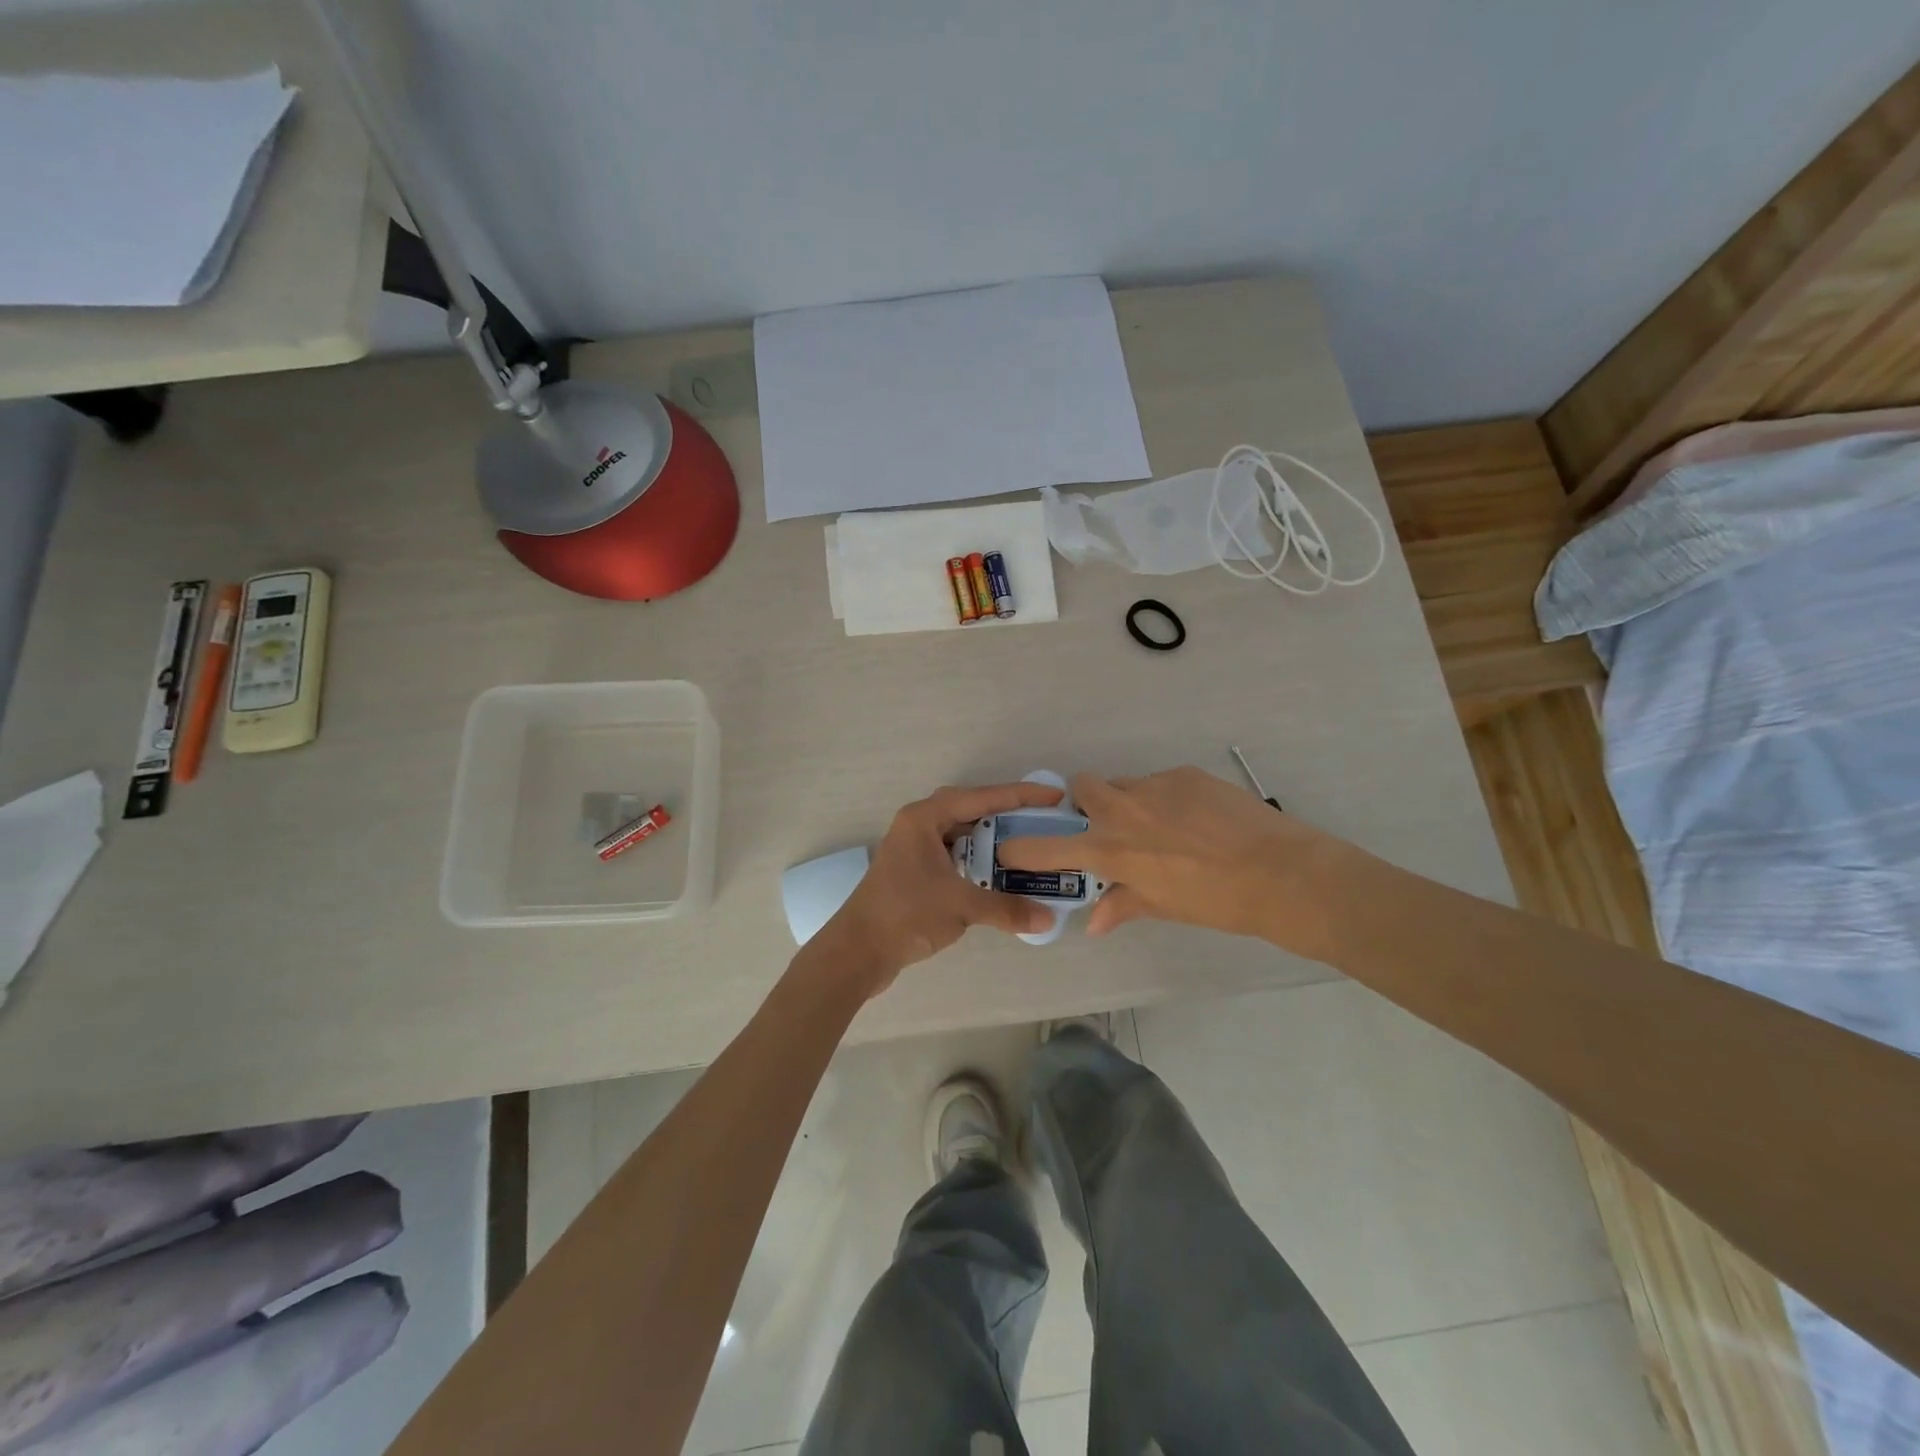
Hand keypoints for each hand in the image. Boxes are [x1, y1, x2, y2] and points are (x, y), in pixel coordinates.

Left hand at [810, 780, 1066, 998]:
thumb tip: (1049, 918)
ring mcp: (914, 849)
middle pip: (971, 809)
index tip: (1055, 796)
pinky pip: (954, 855)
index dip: (1020, 796)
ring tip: (1028, 845)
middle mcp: (918, 825)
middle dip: (1007, 814)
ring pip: (961, 834)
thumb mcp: (961, 906)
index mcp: (924, 818)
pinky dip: (977, 861)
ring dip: (991, 839)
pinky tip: (999, 874)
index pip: (981, 797)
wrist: (857, 951)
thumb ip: (1007, 908)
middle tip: (1043, 820)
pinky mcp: (914, 872)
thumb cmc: (905, 915)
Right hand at [994, 767, 1345, 946]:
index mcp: (1111, 851)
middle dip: (1088, 803)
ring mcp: (1155, 786)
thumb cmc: (1217, 902)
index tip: (1011, 847)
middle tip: (1113, 827)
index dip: (1023, 847)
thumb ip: (1123, 905)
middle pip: (1083, 787)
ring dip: (1130, 801)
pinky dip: (1167, 798)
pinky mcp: (1185, 774)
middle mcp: (1123, 811)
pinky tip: (1197, 819)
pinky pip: (1161, 782)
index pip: (1047, 846)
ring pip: (1125, 784)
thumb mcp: (1165, 907)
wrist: (1281, 873)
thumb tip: (1096, 922)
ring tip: (1164, 826)